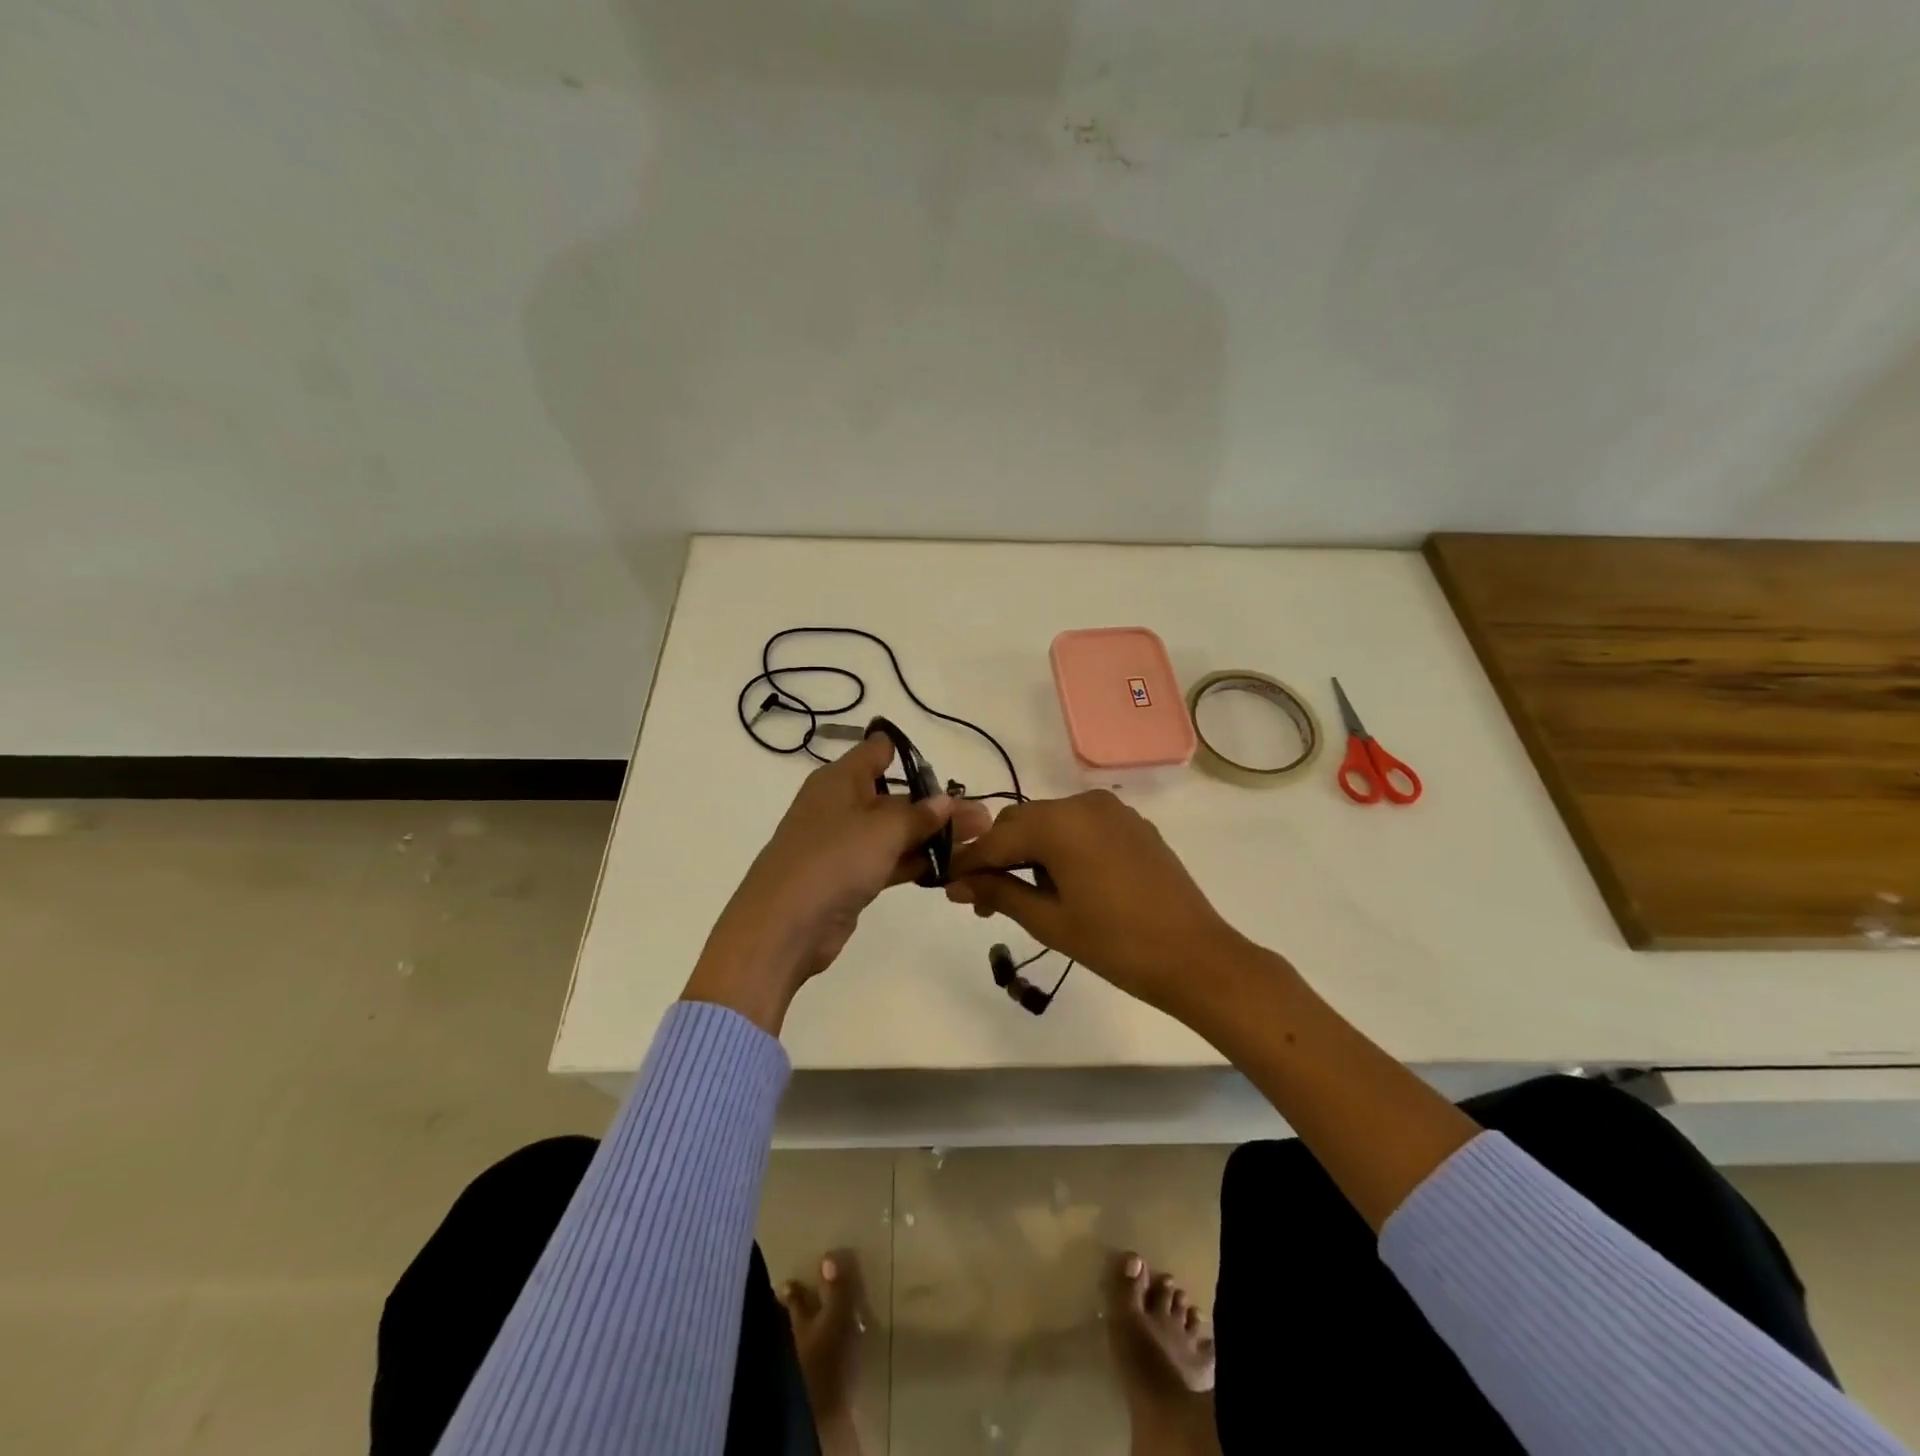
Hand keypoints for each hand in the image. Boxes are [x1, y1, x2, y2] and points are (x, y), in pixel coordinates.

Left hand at [684, 732, 990, 1033]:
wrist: (782, 928)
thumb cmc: (831, 861)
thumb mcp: (882, 830)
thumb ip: (919, 814)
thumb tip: (946, 801)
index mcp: (839, 780)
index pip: (877, 752)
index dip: (909, 753)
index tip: (946, 767)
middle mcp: (840, 806)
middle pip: (895, 797)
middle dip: (937, 806)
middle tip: (983, 818)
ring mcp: (843, 845)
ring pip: (896, 833)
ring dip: (933, 837)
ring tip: (979, 842)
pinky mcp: (849, 878)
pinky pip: (889, 862)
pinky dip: (916, 863)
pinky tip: (951, 868)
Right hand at [943, 790, 1247, 1020]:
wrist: (1196, 957)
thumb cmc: (1115, 944)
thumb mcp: (1049, 921)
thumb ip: (999, 892)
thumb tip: (955, 884)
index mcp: (1059, 822)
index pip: (997, 838)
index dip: (968, 862)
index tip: (946, 885)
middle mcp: (1083, 803)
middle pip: (1022, 822)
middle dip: (997, 856)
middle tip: (982, 899)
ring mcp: (1112, 811)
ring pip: (1050, 823)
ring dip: (1028, 851)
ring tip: (1020, 895)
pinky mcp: (1132, 824)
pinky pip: (1080, 827)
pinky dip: (1060, 847)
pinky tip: (1058, 881)